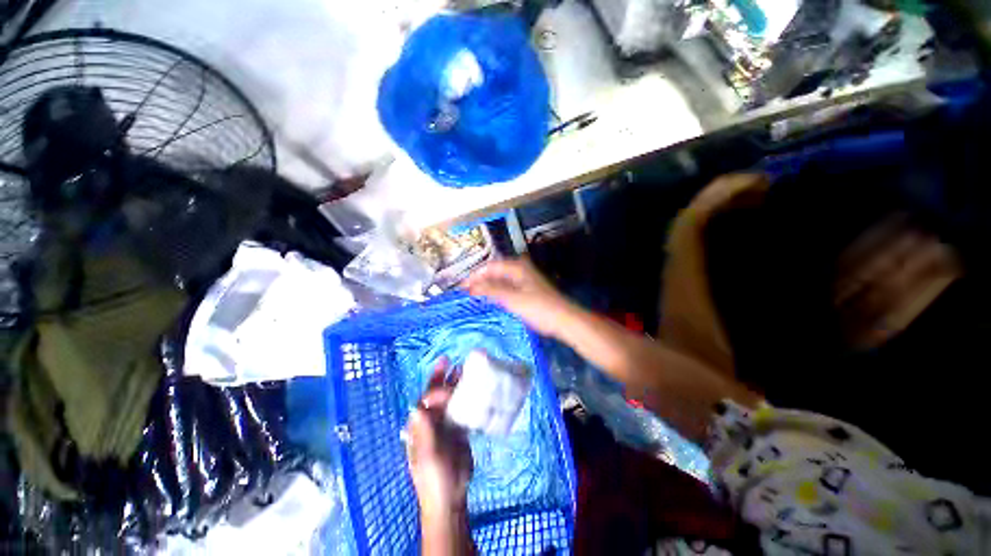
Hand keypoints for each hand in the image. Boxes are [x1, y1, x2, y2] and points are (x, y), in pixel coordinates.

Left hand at [407, 359, 472, 522]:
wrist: (452, 497)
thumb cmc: (435, 480)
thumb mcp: (428, 457)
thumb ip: (424, 433)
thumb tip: (416, 407)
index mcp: (419, 427)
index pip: (424, 401)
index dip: (434, 389)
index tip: (446, 383)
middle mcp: (431, 422)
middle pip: (436, 395)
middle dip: (441, 378)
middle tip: (449, 360)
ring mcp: (445, 425)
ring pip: (450, 399)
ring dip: (455, 384)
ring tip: (463, 369)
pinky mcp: (458, 430)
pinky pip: (461, 409)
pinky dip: (466, 397)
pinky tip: (474, 389)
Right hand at [464, 258, 576, 337]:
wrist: (565, 320)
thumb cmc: (539, 308)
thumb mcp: (512, 298)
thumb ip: (490, 290)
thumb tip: (470, 287)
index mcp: (517, 267)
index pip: (490, 267)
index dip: (475, 275)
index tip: (461, 287)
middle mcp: (520, 270)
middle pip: (495, 272)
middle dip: (480, 281)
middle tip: (466, 294)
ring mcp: (525, 280)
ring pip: (501, 280)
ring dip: (488, 288)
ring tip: (475, 298)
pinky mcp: (528, 290)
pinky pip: (507, 288)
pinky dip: (497, 293)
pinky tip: (491, 301)